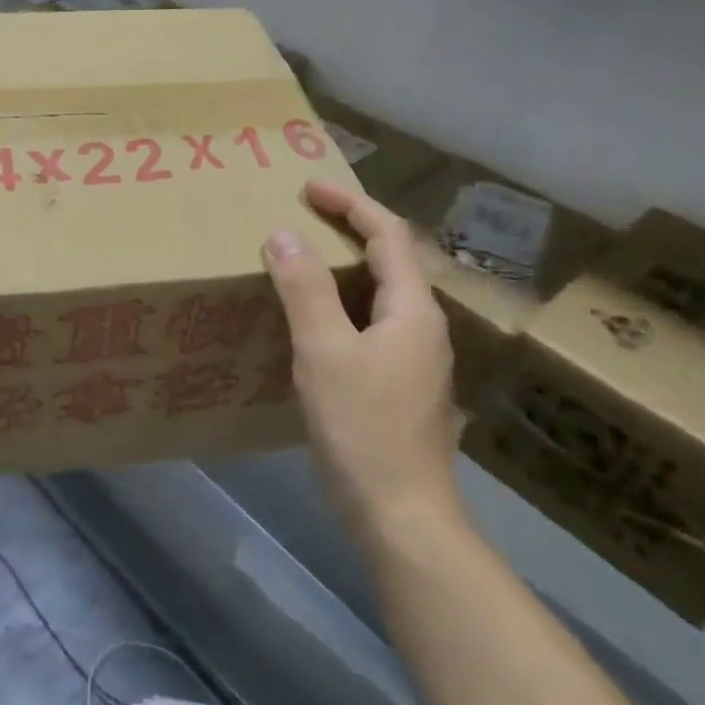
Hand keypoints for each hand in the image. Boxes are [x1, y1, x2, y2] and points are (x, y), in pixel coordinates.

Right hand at [263, 179, 462, 535]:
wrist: (400, 516)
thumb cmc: (363, 427)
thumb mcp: (325, 351)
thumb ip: (304, 289)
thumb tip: (283, 234)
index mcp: (412, 310)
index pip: (389, 235)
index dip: (351, 204)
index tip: (309, 188)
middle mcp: (421, 327)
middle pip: (388, 260)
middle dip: (347, 230)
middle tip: (299, 217)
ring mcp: (412, 360)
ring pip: (376, 295)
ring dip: (340, 268)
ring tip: (296, 260)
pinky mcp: (395, 385)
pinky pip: (366, 325)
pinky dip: (338, 305)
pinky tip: (307, 321)